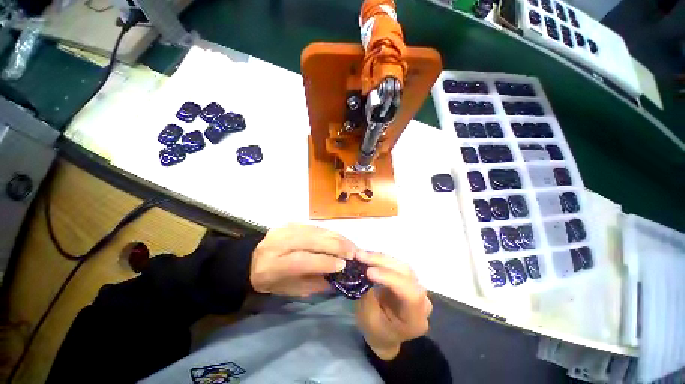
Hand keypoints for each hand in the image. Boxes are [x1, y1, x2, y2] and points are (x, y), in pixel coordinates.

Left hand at [250, 224, 356, 296]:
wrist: (253, 258)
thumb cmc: (273, 280)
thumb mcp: (291, 290)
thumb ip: (314, 283)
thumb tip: (339, 276)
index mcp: (272, 265)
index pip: (301, 260)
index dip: (323, 262)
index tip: (343, 265)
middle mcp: (278, 242)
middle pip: (312, 240)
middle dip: (336, 246)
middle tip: (354, 253)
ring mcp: (285, 229)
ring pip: (316, 230)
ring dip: (337, 237)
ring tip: (351, 246)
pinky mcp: (292, 222)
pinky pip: (316, 226)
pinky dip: (331, 233)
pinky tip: (341, 238)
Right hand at [354, 251, 431, 359]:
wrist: (385, 335)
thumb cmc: (376, 331)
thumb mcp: (368, 319)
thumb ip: (368, 295)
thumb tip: (363, 271)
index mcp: (416, 318)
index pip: (410, 293)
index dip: (391, 278)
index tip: (369, 272)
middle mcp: (421, 299)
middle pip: (406, 273)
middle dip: (381, 262)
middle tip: (360, 256)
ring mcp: (415, 286)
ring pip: (400, 265)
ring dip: (380, 257)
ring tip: (361, 254)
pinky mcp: (407, 278)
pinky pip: (396, 264)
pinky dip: (381, 259)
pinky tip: (368, 256)